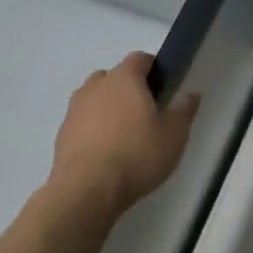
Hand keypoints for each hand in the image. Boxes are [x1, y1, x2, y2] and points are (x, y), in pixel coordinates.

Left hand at [50, 52, 199, 213]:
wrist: (84, 194)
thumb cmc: (136, 155)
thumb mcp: (173, 135)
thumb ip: (184, 111)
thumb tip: (192, 94)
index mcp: (125, 77)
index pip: (140, 58)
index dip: (153, 70)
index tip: (162, 89)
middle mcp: (97, 85)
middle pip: (114, 77)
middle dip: (127, 90)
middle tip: (143, 114)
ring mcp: (75, 110)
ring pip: (94, 99)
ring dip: (106, 110)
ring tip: (121, 136)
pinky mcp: (61, 137)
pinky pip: (81, 124)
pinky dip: (91, 132)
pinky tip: (103, 155)